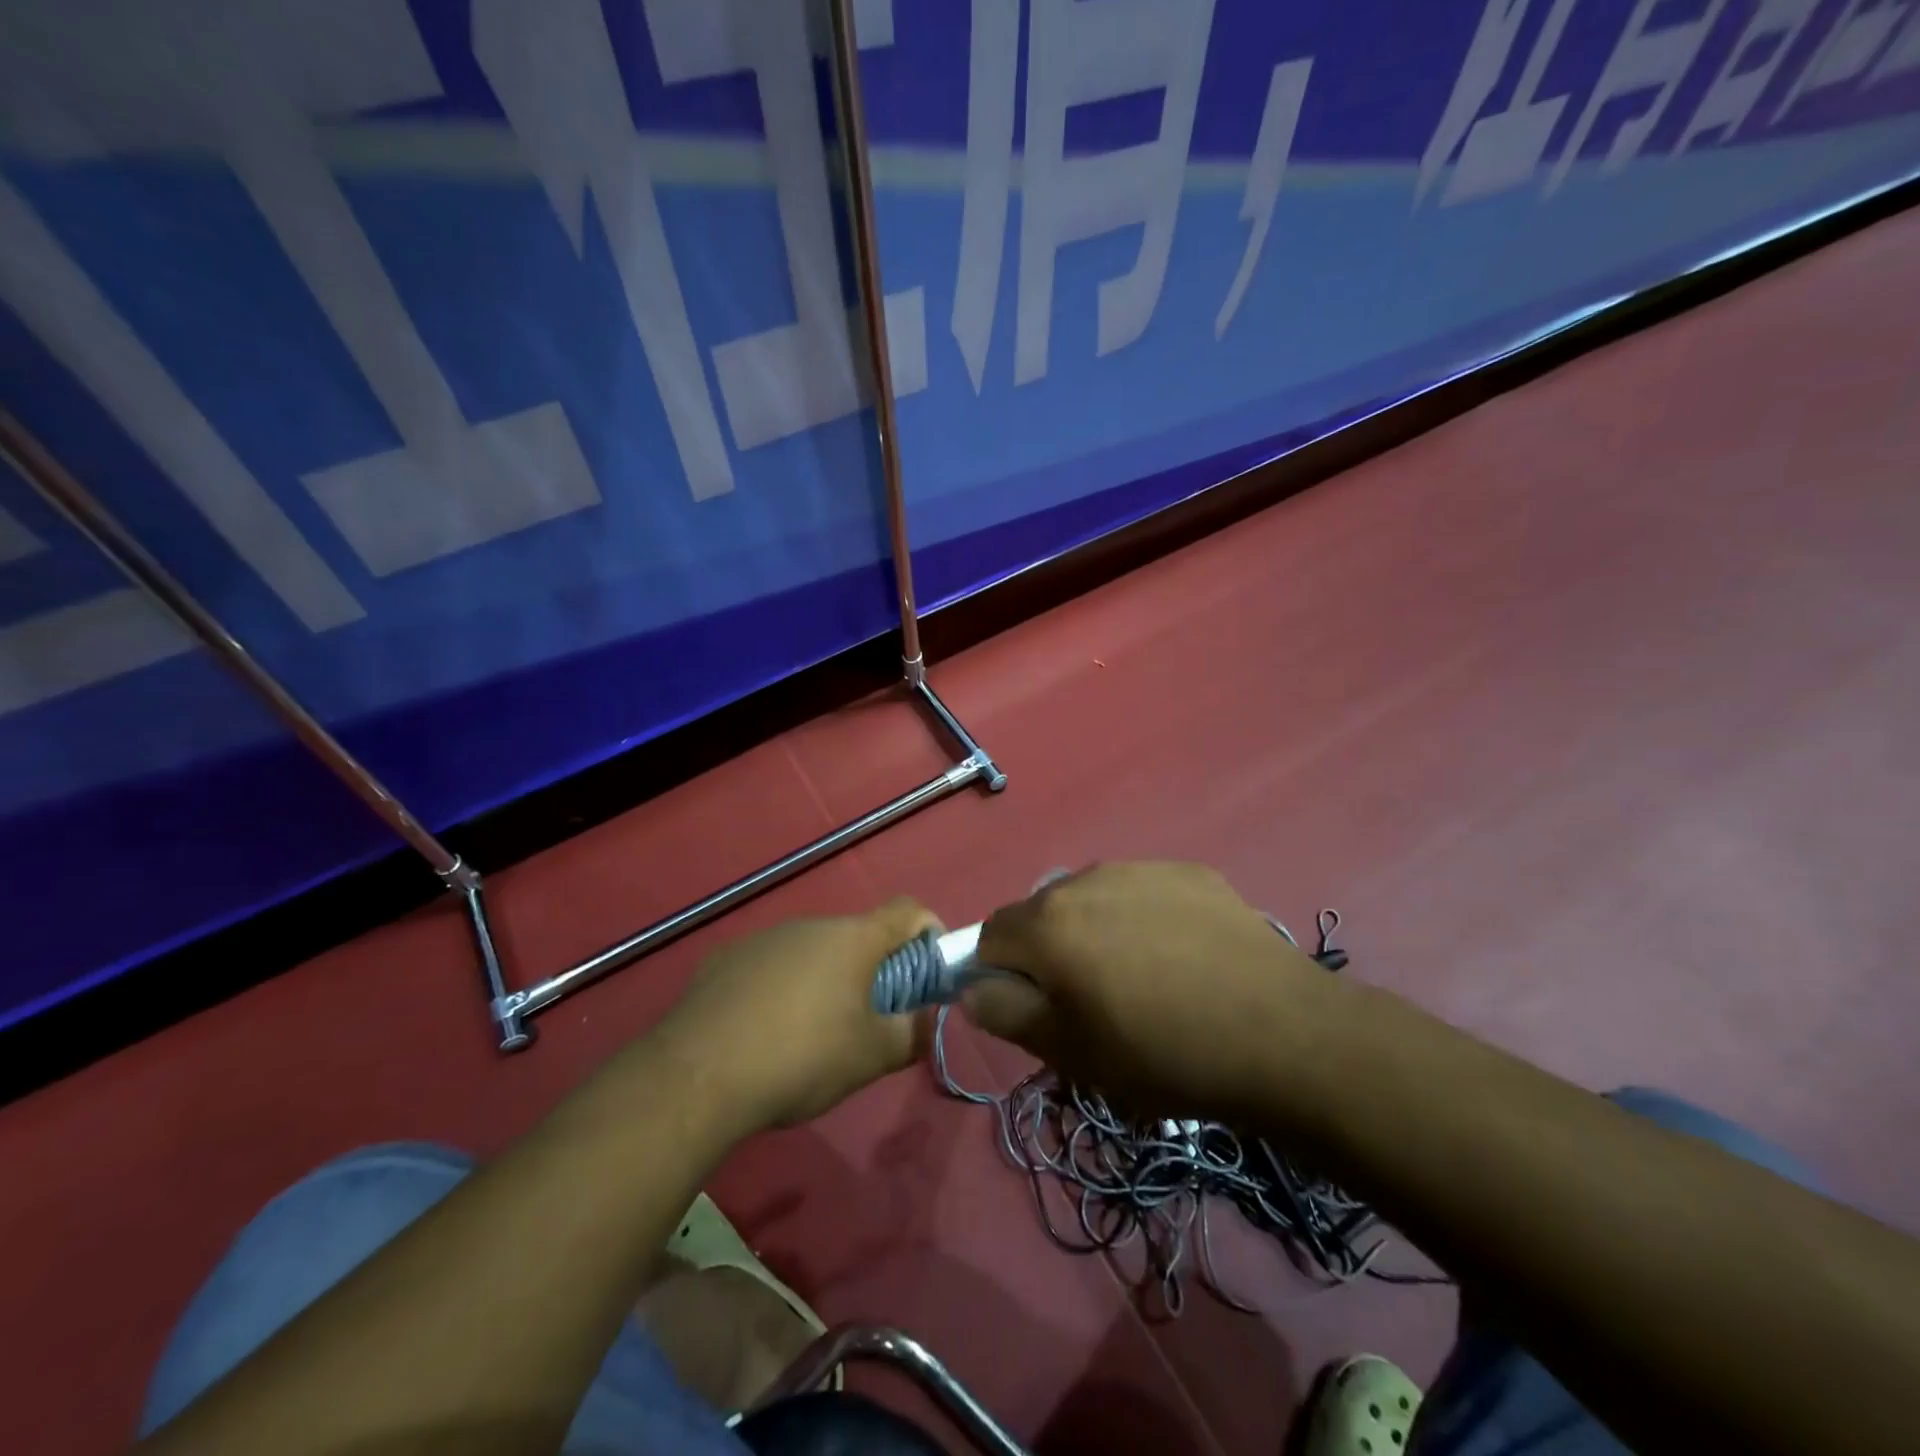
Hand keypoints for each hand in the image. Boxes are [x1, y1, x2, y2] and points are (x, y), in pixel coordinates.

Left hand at [658, 899, 940, 1130]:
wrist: (697, 1075)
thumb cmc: (801, 1058)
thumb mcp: (870, 1057)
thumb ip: (912, 1034)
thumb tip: (928, 1020)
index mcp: (853, 939)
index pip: (907, 910)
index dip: (927, 931)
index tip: (928, 967)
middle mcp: (810, 925)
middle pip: (857, 935)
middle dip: (873, 968)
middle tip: (869, 1018)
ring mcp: (764, 938)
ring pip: (811, 951)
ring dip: (825, 979)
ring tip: (811, 1033)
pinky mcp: (725, 958)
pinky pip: (770, 965)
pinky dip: (780, 987)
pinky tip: (762, 1032)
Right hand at [964, 862, 1338, 1121]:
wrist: (1283, 1035)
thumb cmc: (1164, 1054)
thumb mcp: (1072, 1053)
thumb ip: (1008, 1014)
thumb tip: (975, 988)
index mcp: (1049, 923)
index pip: (991, 935)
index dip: (1002, 974)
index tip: (1036, 1009)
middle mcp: (1086, 879)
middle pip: (1042, 913)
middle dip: (1051, 952)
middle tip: (1093, 1002)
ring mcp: (1142, 869)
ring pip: (1093, 899)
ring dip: (1098, 932)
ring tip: (1146, 981)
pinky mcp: (1190, 872)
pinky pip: (1143, 893)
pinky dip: (1145, 919)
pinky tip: (1185, 959)